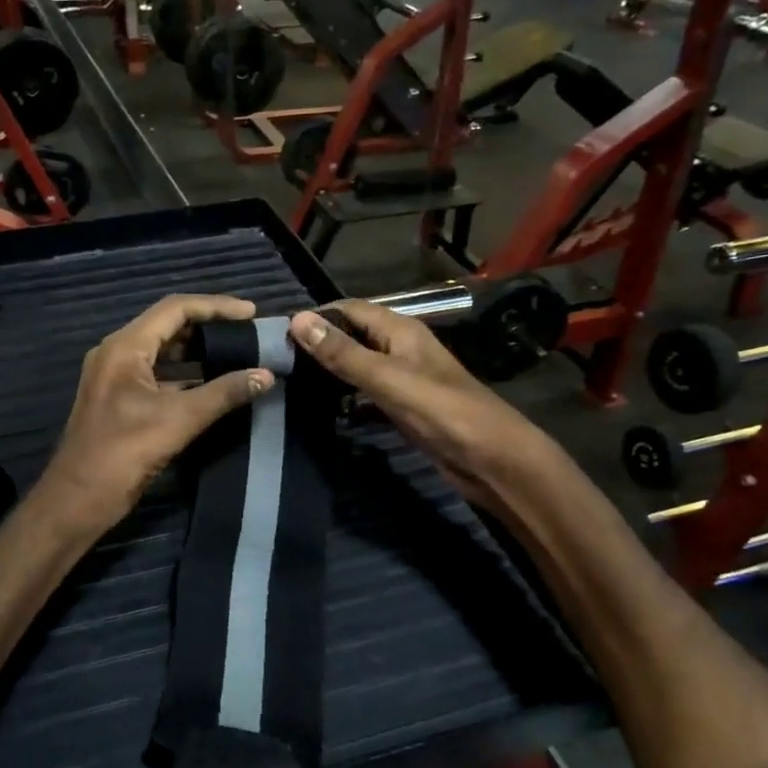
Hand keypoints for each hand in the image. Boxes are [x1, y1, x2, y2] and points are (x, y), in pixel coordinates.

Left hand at [40, 295, 274, 533]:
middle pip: (168, 326)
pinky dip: (187, 376)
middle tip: (247, 333)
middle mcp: (117, 354)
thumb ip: (224, 394)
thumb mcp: (178, 420)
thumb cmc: (123, 453)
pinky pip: (159, 376)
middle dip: (209, 327)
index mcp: (124, 347)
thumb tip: (266, 375)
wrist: (78, 500)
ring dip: (198, 352)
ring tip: (238, 354)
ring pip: (163, 353)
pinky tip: (214, 386)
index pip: (175, 309)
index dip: (216, 306)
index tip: (251, 313)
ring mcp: (116, 378)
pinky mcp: (121, 401)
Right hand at [287, 302, 548, 507]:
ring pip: (357, 367)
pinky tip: (322, 411)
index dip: (315, 316)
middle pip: (352, 336)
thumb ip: (343, 352)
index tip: (277, 333)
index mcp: (400, 330)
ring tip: (290, 383)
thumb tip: (298, 319)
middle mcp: (400, 348)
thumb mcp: (387, 378)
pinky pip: (366, 395)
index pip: (349, 309)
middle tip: (277, 361)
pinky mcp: (403, 407)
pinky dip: (345, 399)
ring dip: (330, 372)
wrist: (490, 458)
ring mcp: (402, 379)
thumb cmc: (441, 410)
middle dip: (318, 344)